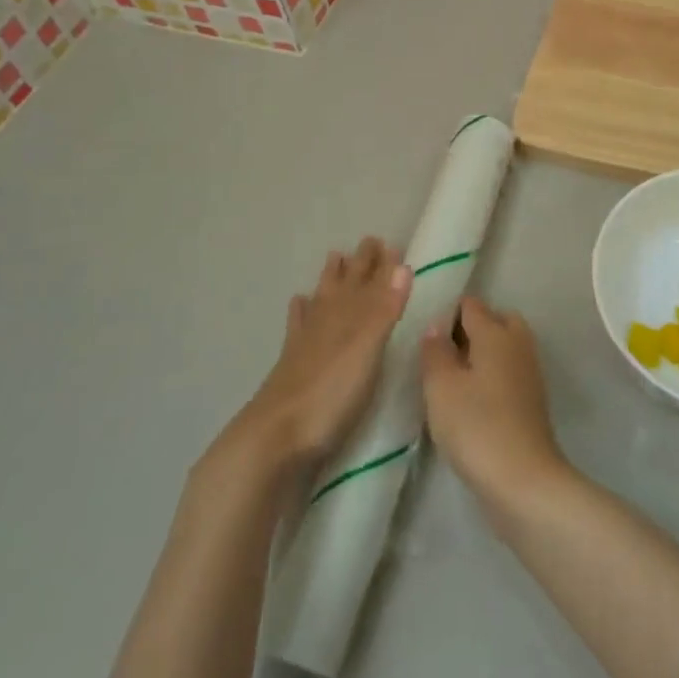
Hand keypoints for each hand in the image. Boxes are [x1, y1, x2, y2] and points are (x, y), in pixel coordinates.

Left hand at [236, 237, 410, 474]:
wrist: (276, 436)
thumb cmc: (331, 394)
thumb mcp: (367, 350)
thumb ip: (385, 309)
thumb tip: (403, 265)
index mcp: (349, 316)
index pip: (370, 282)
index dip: (382, 265)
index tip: (391, 243)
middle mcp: (327, 320)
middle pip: (346, 284)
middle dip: (359, 263)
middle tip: (369, 241)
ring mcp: (306, 341)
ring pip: (322, 298)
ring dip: (330, 278)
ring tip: (335, 256)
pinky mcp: (291, 363)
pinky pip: (297, 325)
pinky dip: (300, 310)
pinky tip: (298, 302)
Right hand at [420, 295, 568, 518]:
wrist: (524, 481)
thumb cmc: (476, 426)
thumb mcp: (441, 387)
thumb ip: (435, 351)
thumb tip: (436, 325)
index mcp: (495, 332)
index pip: (470, 304)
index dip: (447, 312)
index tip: (426, 334)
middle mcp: (518, 343)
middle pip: (495, 320)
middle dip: (471, 329)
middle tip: (443, 356)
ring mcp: (530, 372)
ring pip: (505, 346)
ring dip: (483, 355)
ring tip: (454, 381)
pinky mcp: (533, 400)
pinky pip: (510, 372)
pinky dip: (494, 376)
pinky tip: (473, 401)